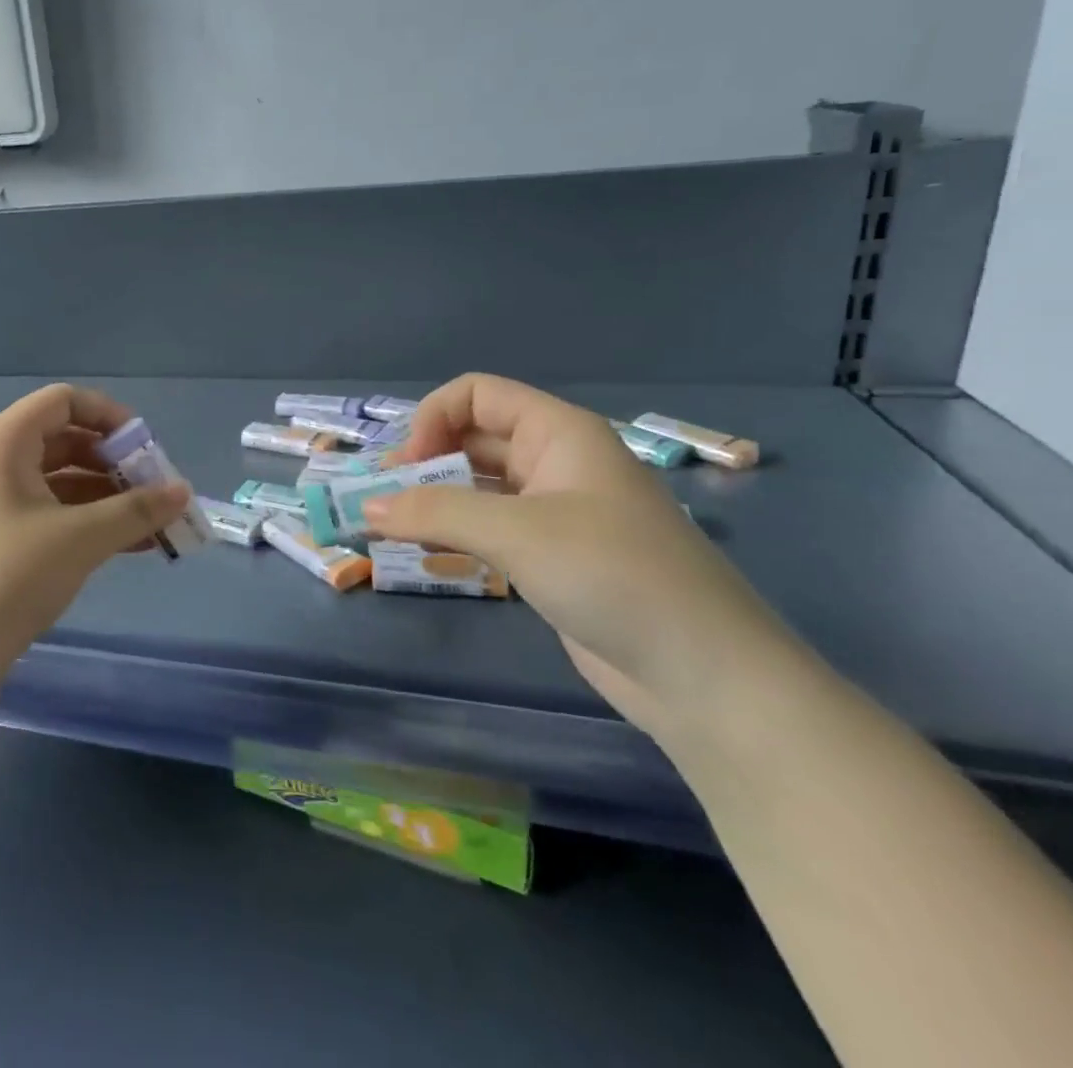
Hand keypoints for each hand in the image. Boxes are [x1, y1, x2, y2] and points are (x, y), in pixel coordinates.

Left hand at [0, 384, 192, 665]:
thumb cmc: (10, 577)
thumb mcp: (81, 538)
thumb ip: (136, 510)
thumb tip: (184, 492)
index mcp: (2, 442)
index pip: (62, 401)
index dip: (110, 416)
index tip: (146, 448)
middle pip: (63, 439)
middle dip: (114, 462)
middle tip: (154, 491)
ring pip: (57, 480)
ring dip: (105, 497)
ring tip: (151, 525)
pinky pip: (45, 511)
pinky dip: (83, 520)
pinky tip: (125, 545)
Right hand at [365, 373, 797, 740]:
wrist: (706, 677)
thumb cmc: (613, 575)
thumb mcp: (516, 532)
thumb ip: (434, 512)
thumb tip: (365, 508)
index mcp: (558, 432)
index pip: (477, 395)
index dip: (432, 419)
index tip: (405, 468)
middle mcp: (555, 462)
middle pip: (472, 438)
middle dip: (423, 462)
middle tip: (382, 501)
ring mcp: (555, 512)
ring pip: (477, 486)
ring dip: (432, 501)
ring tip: (390, 529)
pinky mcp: (552, 557)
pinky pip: (489, 529)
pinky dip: (454, 535)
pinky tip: (428, 556)